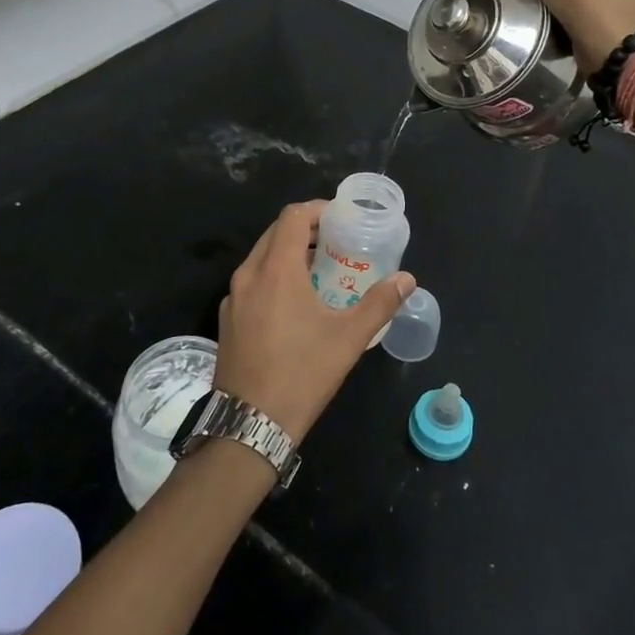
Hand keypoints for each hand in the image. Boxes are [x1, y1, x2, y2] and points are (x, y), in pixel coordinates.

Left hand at [216, 201, 414, 442]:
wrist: (249, 424)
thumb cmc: (302, 374)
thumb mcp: (348, 338)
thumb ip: (379, 303)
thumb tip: (407, 279)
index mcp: (276, 270)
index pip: (293, 216)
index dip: (318, 209)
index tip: (341, 218)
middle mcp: (248, 275)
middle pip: (276, 233)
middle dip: (306, 230)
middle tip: (337, 242)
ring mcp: (233, 298)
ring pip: (262, 258)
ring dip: (290, 254)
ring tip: (321, 270)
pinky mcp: (227, 319)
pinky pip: (252, 282)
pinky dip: (274, 276)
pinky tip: (295, 303)